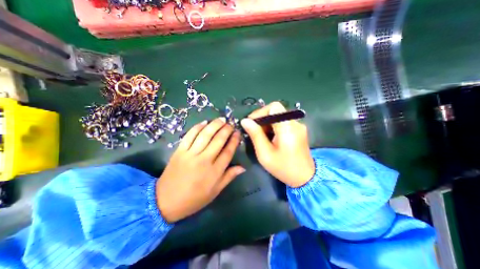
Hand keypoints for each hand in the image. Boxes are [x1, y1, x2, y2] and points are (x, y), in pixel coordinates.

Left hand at [157, 118, 243, 222]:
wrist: (165, 202)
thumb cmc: (194, 199)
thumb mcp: (215, 191)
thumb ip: (229, 177)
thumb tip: (243, 167)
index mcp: (214, 172)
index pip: (228, 151)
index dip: (234, 141)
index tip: (237, 133)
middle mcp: (204, 160)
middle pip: (218, 140)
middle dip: (226, 130)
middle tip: (230, 124)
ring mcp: (190, 154)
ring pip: (205, 135)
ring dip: (214, 125)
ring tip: (221, 119)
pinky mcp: (179, 151)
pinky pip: (189, 136)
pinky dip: (197, 127)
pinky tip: (204, 122)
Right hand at [240, 102, 315, 187]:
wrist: (305, 178)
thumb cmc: (283, 168)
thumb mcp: (265, 154)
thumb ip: (255, 135)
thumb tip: (245, 121)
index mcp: (288, 128)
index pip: (274, 107)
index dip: (261, 112)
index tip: (251, 123)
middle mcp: (295, 123)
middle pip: (276, 111)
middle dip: (262, 119)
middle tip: (254, 132)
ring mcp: (298, 126)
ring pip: (278, 116)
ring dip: (267, 123)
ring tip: (261, 136)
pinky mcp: (298, 130)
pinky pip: (283, 122)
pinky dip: (273, 126)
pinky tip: (270, 137)